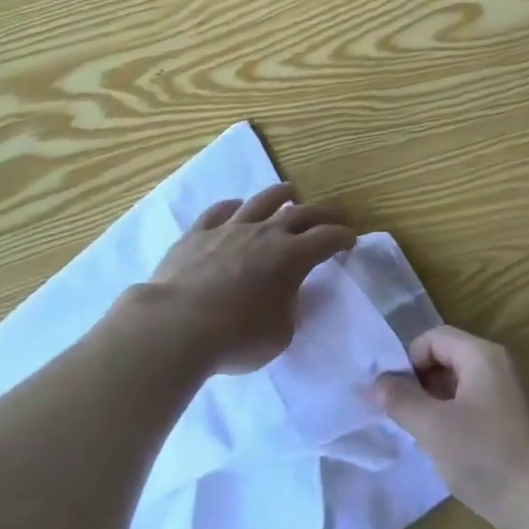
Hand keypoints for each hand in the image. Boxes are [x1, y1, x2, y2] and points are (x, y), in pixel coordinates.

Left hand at [146, 184, 356, 374]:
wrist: (177, 325)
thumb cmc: (237, 336)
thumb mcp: (280, 333)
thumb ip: (288, 308)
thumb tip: (284, 294)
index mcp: (291, 257)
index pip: (326, 239)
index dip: (342, 237)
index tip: (351, 239)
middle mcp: (264, 234)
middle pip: (300, 214)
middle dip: (321, 213)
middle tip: (333, 214)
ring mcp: (229, 229)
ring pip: (260, 202)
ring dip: (279, 195)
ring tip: (288, 191)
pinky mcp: (197, 234)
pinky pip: (218, 212)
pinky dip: (231, 207)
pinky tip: (235, 206)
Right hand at [372, 326, 528, 528]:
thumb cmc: (485, 456)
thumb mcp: (433, 427)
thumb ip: (400, 400)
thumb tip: (374, 382)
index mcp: (482, 355)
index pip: (434, 338)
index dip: (409, 360)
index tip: (393, 395)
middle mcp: (498, 365)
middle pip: (447, 357)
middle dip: (419, 381)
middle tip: (401, 415)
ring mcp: (508, 393)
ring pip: (459, 383)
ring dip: (434, 401)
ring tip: (418, 433)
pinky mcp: (512, 420)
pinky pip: (473, 403)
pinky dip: (453, 416)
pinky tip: (443, 447)